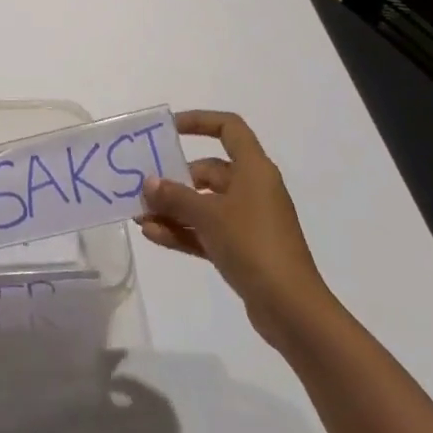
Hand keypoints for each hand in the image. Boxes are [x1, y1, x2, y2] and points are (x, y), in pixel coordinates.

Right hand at [139, 110, 334, 347]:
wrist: (292, 310)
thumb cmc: (253, 245)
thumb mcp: (209, 216)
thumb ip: (175, 196)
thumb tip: (148, 183)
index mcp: (254, 170)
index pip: (229, 128)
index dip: (199, 121)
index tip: (169, 130)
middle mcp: (253, 189)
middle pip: (209, 170)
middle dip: (174, 178)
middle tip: (143, 186)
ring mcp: (249, 221)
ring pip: (205, 203)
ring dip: (174, 208)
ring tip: (140, 215)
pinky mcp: (243, 249)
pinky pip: (207, 231)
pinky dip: (183, 231)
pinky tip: (153, 236)